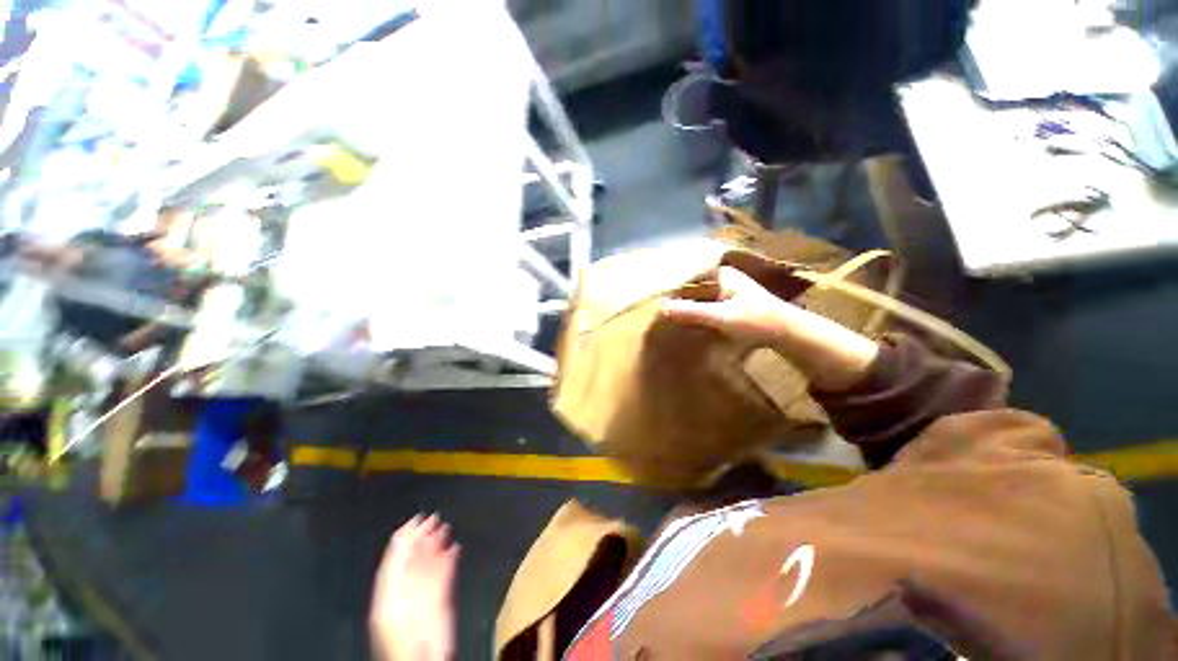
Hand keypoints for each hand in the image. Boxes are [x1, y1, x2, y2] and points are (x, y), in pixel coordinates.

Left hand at [370, 515, 459, 660]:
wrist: (422, 660)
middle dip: (423, 535)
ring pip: (432, 561)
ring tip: (445, 527)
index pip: (396, 555)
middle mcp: (407, 587)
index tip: (416, 518)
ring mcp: (425, 591)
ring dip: (438, 543)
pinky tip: (455, 548)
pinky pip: (446, 572)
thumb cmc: (401, 638)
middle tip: (433, 518)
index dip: (405, 535)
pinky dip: (451, 558)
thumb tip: (403, 537)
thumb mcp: (390, 600)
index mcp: (390, 588)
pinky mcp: (442, 595)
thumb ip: (395, 568)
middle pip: (415, 555)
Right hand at [661, 266, 879, 391]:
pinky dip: (693, 306)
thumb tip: (661, 308)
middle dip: (675, 288)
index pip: (690, 270)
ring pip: (698, 292)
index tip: (653, 283)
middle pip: (693, 281)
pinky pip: (704, 302)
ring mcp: (726, 291)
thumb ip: (692, 312)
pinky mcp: (729, 304)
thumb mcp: (722, 317)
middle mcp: (723, 278)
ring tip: (661, 304)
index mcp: (722, 273)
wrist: (789, 333)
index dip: (672, 275)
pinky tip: (681, 314)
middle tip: (653, 295)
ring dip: (683, 298)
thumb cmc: (758, 320)